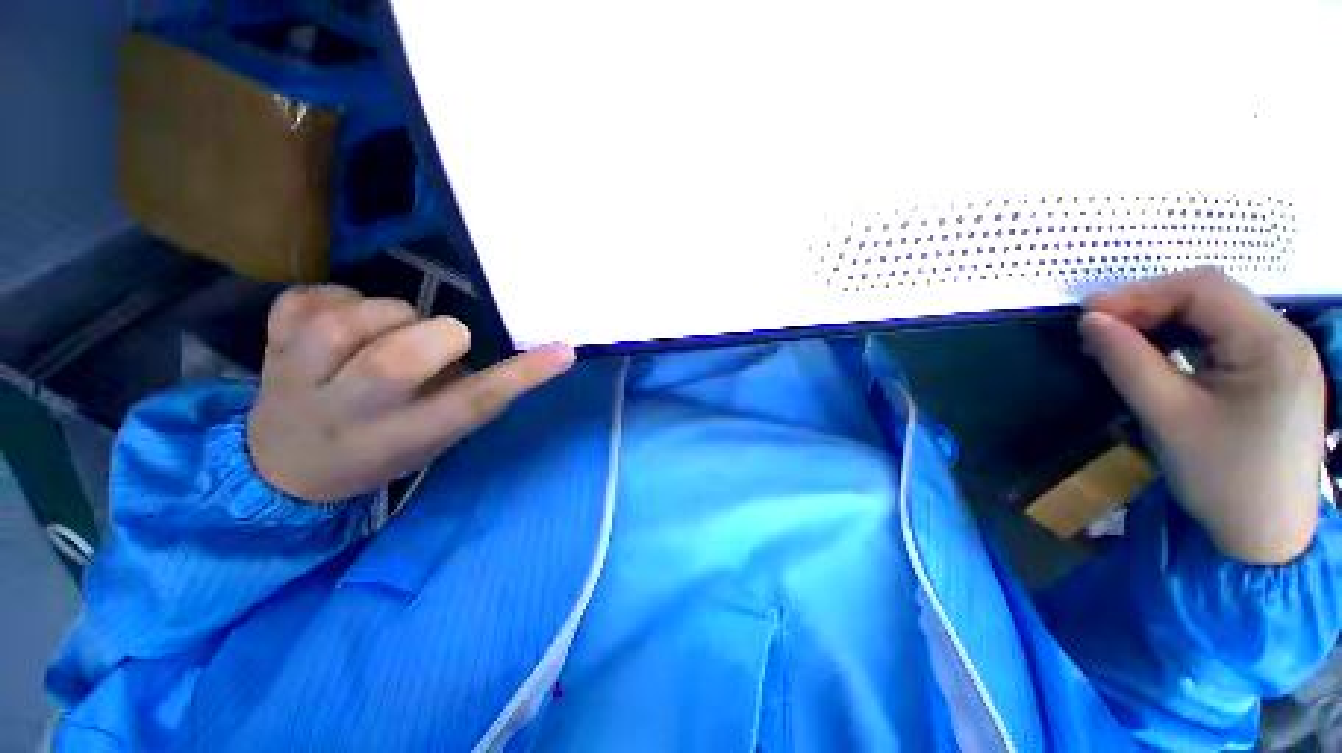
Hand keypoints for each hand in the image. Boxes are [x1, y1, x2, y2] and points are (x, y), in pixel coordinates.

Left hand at [247, 286, 574, 502]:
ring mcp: (296, 377)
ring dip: (387, 314)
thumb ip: (470, 397)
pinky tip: (340, 321)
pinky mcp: (269, 344)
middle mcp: (348, 412)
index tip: (562, 350)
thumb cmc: (378, 452)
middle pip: (396, 361)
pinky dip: (336, 298)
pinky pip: (308, 298)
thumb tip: (498, 349)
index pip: (472, 404)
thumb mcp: (435, 439)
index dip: (521, 375)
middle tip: (441, 339)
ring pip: (351, 321)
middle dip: (437, 335)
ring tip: (386, 330)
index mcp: (401, 438)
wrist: (283, 469)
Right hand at [1081, 268, 1325, 564]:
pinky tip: (1158, 356)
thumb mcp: (1168, 418)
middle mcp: (1285, 337)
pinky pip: (1224, 338)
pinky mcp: (1276, 373)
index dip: (1140, 293)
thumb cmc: (1222, 480)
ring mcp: (1284, 355)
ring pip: (1216, 315)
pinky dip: (1184, 339)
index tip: (1087, 315)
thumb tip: (1088, 320)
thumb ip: (1127, 361)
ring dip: (1163, 322)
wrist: (1267, 538)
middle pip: (1211, 296)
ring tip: (1119, 343)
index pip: (1202, 289)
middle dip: (1149, 306)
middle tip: (1097, 331)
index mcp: (1271, 344)